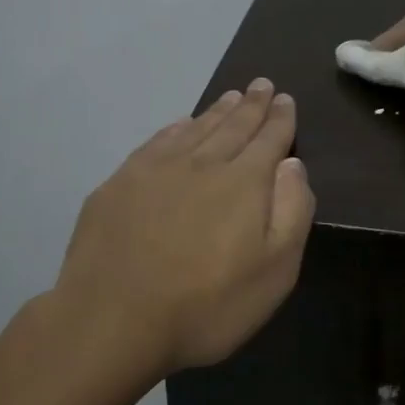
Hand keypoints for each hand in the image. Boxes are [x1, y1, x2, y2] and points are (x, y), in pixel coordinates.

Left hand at [53, 79, 314, 376]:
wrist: (113, 320)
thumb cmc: (207, 305)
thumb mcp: (275, 271)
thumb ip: (292, 211)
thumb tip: (292, 164)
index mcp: (243, 182)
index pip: (269, 139)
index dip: (280, 118)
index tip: (284, 98)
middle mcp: (202, 163)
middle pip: (233, 126)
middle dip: (251, 105)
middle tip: (261, 84)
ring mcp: (155, 170)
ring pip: (195, 129)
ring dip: (216, 111)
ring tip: (230, 96)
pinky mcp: (120, 184)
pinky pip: (157, 142)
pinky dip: (176, 128)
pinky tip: (180, 125)